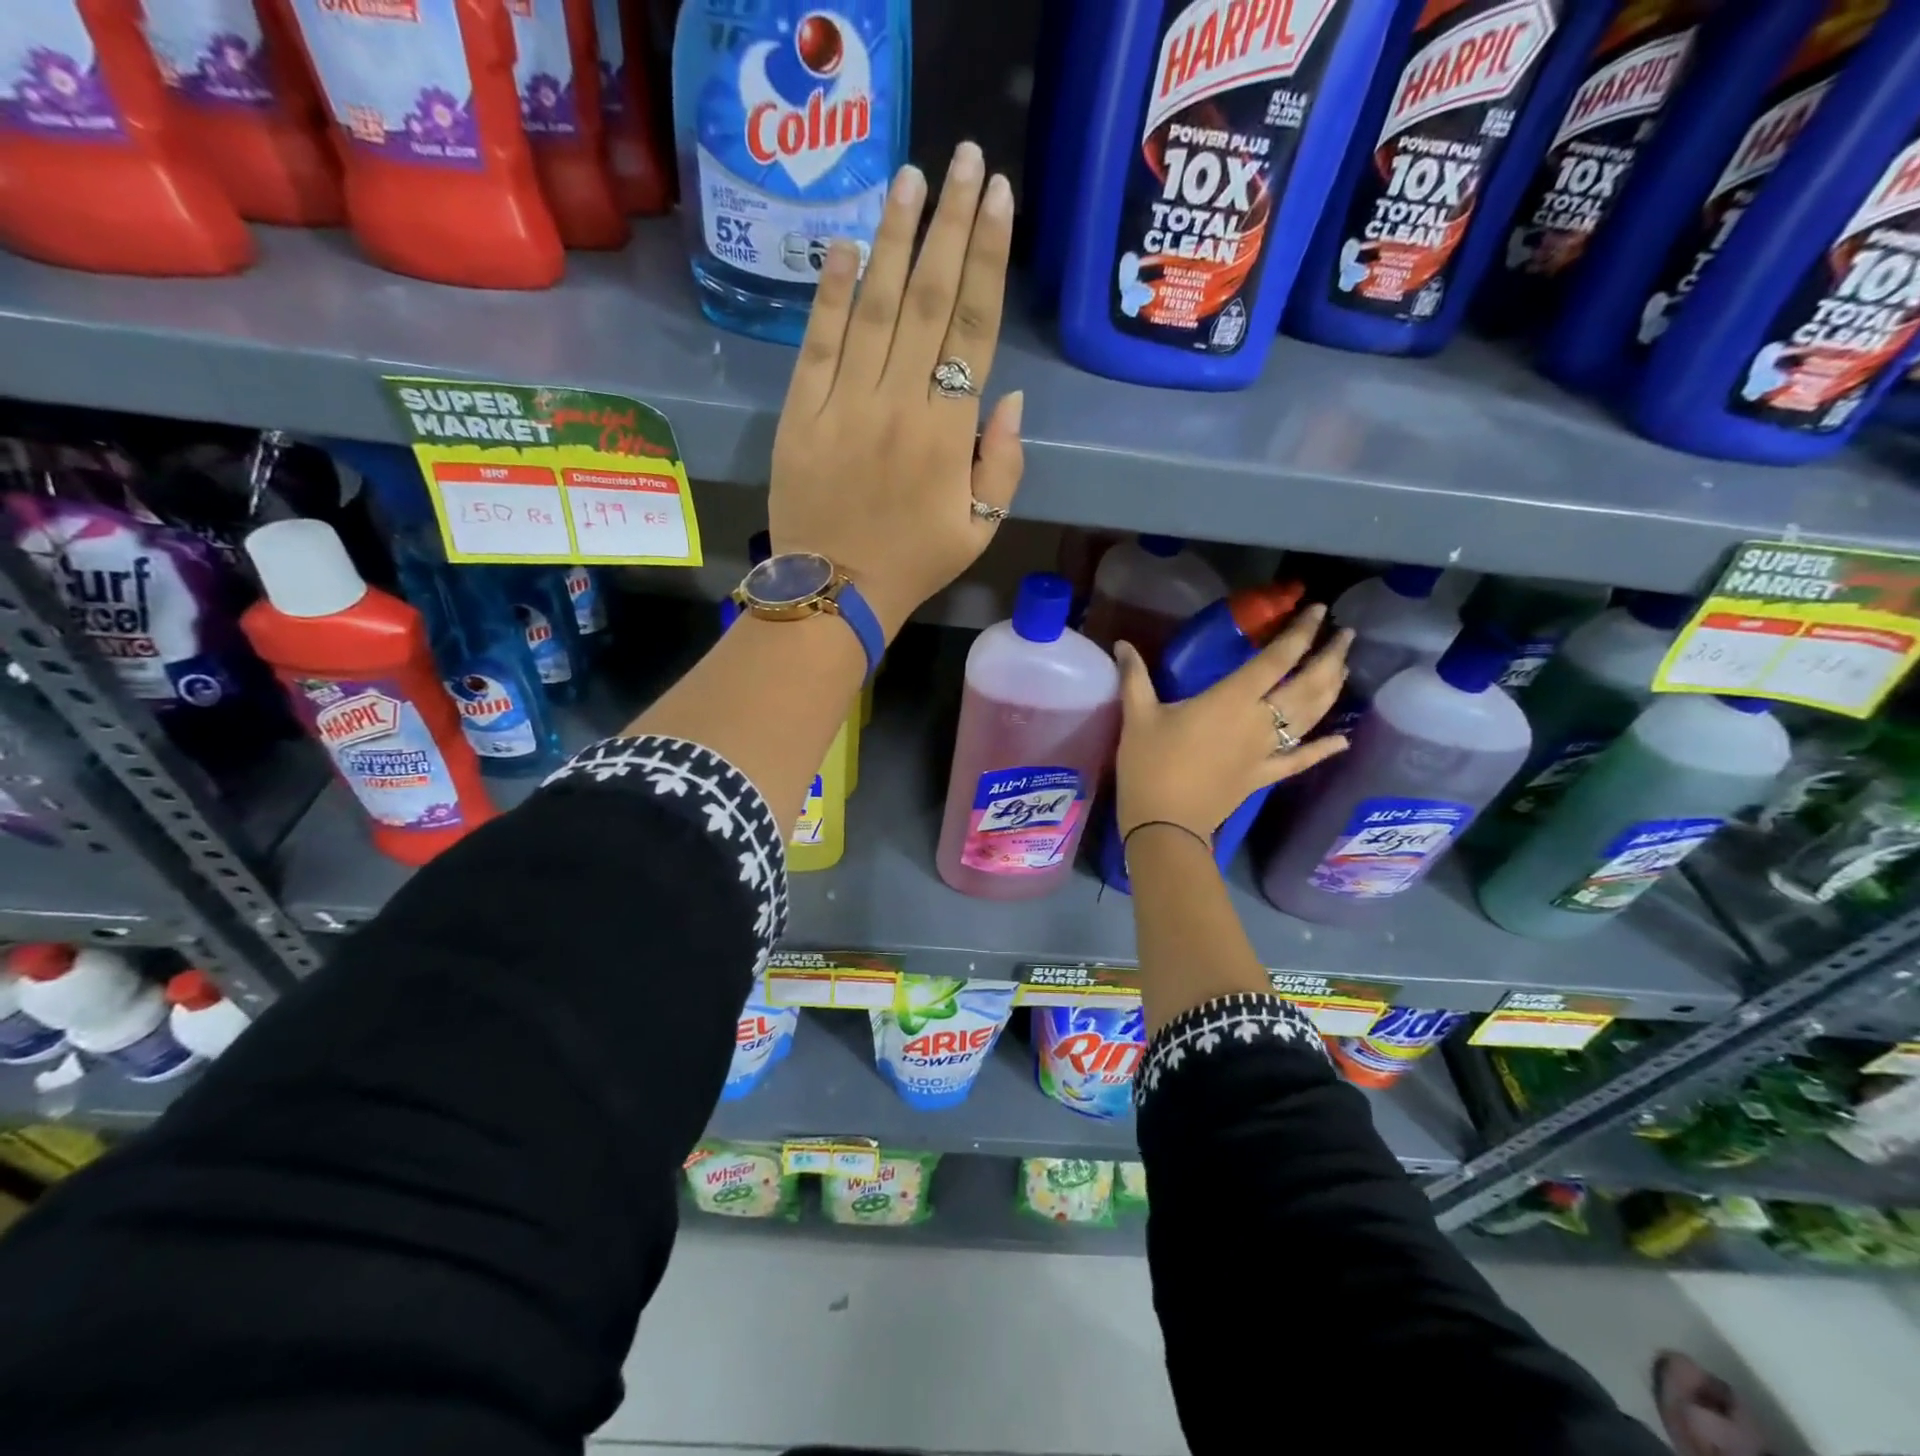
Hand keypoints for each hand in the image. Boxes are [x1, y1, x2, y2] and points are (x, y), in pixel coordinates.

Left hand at [768, 142, 1023, 638]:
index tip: (998, 200)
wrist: (835, 592)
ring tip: (910, 178)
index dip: (987, 259)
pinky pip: (818, 342)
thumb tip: (1006, 395)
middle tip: (964, 160)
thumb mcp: (981, 527)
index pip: (973, 328)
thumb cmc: (915, 563)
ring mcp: (844, 404)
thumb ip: (1004, 462)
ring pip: (874, 307)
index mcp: (948, 434)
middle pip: (928, 299)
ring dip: (894, 239)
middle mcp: (899, 404)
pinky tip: (846, 247)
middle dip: (949, 224)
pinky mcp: (800, 413)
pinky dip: (831, 293)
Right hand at [1113, 606, 1352, 843]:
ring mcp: (1266, 751)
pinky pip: (1299, 761)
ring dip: (1331, 690)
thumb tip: (1122, 644)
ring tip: (1343, 668)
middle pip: (1307, 685)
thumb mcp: (1137, 717)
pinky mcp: (1263, 776)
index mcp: (1231, 699)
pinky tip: (1343, 740)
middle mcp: (1259, 721)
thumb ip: (1135, 677)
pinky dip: (1323, 750)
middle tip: (1347, 635)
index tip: (1317, 610)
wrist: (1164, 823)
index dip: (1300, 633)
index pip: (1276, 659)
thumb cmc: (1150, 765)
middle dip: (1330, 657)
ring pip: (1309, 716)